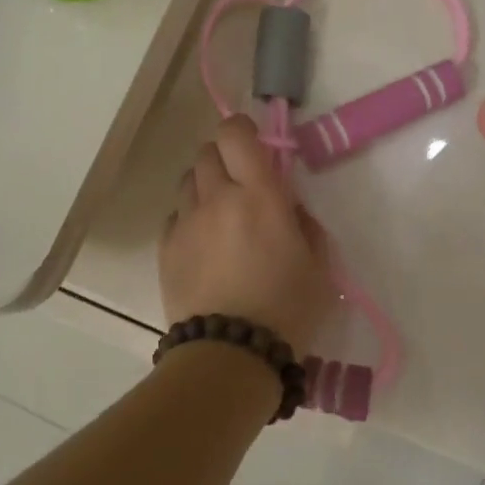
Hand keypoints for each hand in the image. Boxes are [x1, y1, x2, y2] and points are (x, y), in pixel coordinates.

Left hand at [160, 116, 333, 350]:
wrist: (231, 355)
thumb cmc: (287, 310)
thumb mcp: (319, 267)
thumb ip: (304, 224)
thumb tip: (287, 206)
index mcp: (260, 196)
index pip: (236, 134)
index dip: (241, 129)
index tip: (252, 144)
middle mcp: (218, 198)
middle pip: (207, 152)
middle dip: (224, 158)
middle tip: (240, 183)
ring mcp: (186, 222)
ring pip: (188, 180)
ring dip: (204, 186)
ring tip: (219, 214)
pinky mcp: (166, 248)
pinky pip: (175, 215)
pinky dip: (188, 218)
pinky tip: (202, 243)